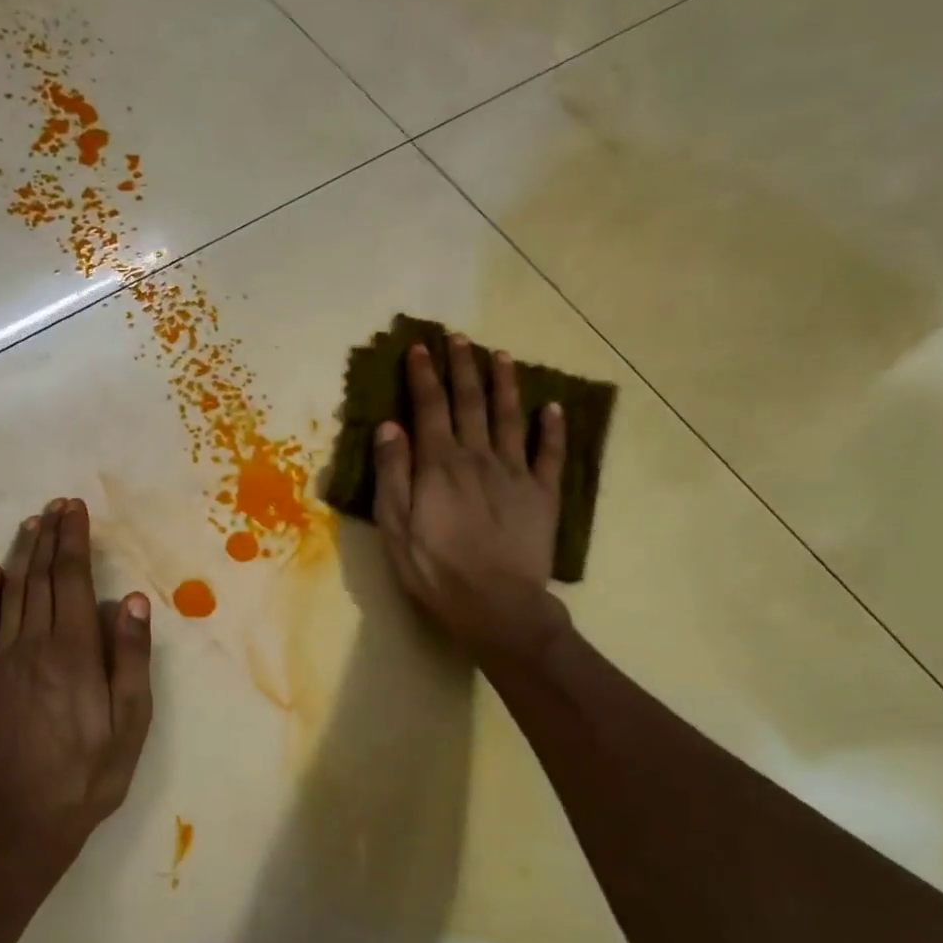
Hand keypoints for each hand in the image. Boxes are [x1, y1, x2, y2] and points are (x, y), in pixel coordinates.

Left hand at [0, 498, 153, 872]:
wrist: (20, 824)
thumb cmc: (88, 774)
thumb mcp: (130, 722)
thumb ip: (130, 658)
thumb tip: (130, 600)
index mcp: (74, 651)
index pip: (73, 580)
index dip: (74, 541)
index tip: (75, 511)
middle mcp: (33, 644)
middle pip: (42, 578)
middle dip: (51, 537)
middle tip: (57, 506)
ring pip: (11, 594)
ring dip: (23, 556)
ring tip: (32, 524)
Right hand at [373, 337, 571, 665]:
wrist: (494, 604)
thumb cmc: (434, 568)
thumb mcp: (396, 525)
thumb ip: (393, 473)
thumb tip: (390, 426)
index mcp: (440, 464)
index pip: (429, 407)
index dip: (424, 375)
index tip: (420, 348)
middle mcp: (478, 457)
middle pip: (470, 402)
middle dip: (462, 367)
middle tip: (459, 338)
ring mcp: (515, 473)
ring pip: (510, 417)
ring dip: (504, 384)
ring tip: (501, 356)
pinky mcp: (542, 494)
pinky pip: (550, 454)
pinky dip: (552, 428)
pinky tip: (552, 408)